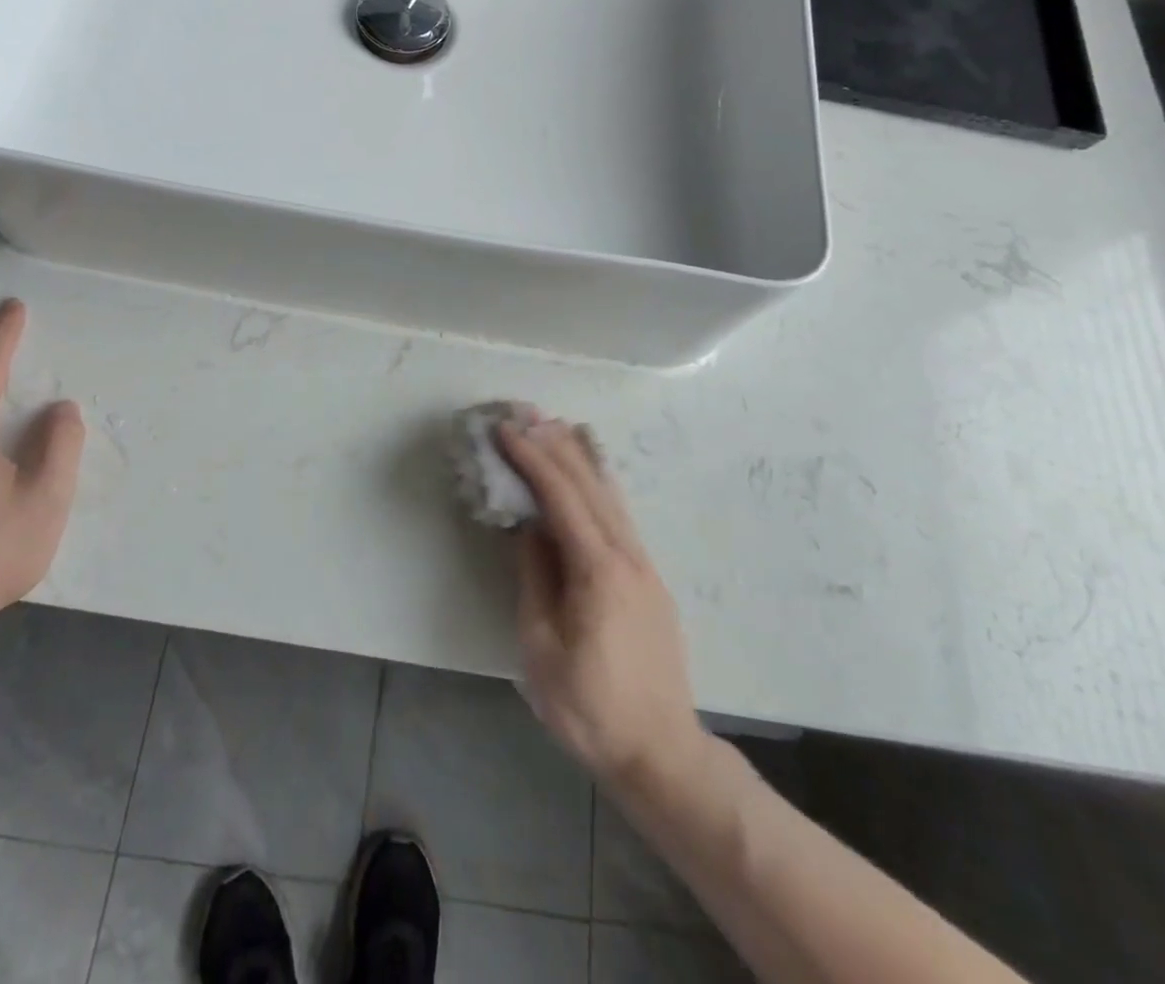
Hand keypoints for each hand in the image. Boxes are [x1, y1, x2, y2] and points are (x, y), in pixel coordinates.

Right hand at [498, 417, 707, 791]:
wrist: (660, 752)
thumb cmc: (590, 707)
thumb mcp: (541, 647)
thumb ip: (535, 578)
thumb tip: (528, 527)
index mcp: (598, 569)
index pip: (560, 496)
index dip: (531, 458)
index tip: (504, 429)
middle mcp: (627, 554)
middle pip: (588, 484)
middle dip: (554, 443)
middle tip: (524, 412)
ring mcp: (643, 564)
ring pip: (609, 494)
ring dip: (578, 456)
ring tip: (553, 426)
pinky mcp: (648, 578)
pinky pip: (618, 513)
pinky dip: (596, 482)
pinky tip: (587, 473)